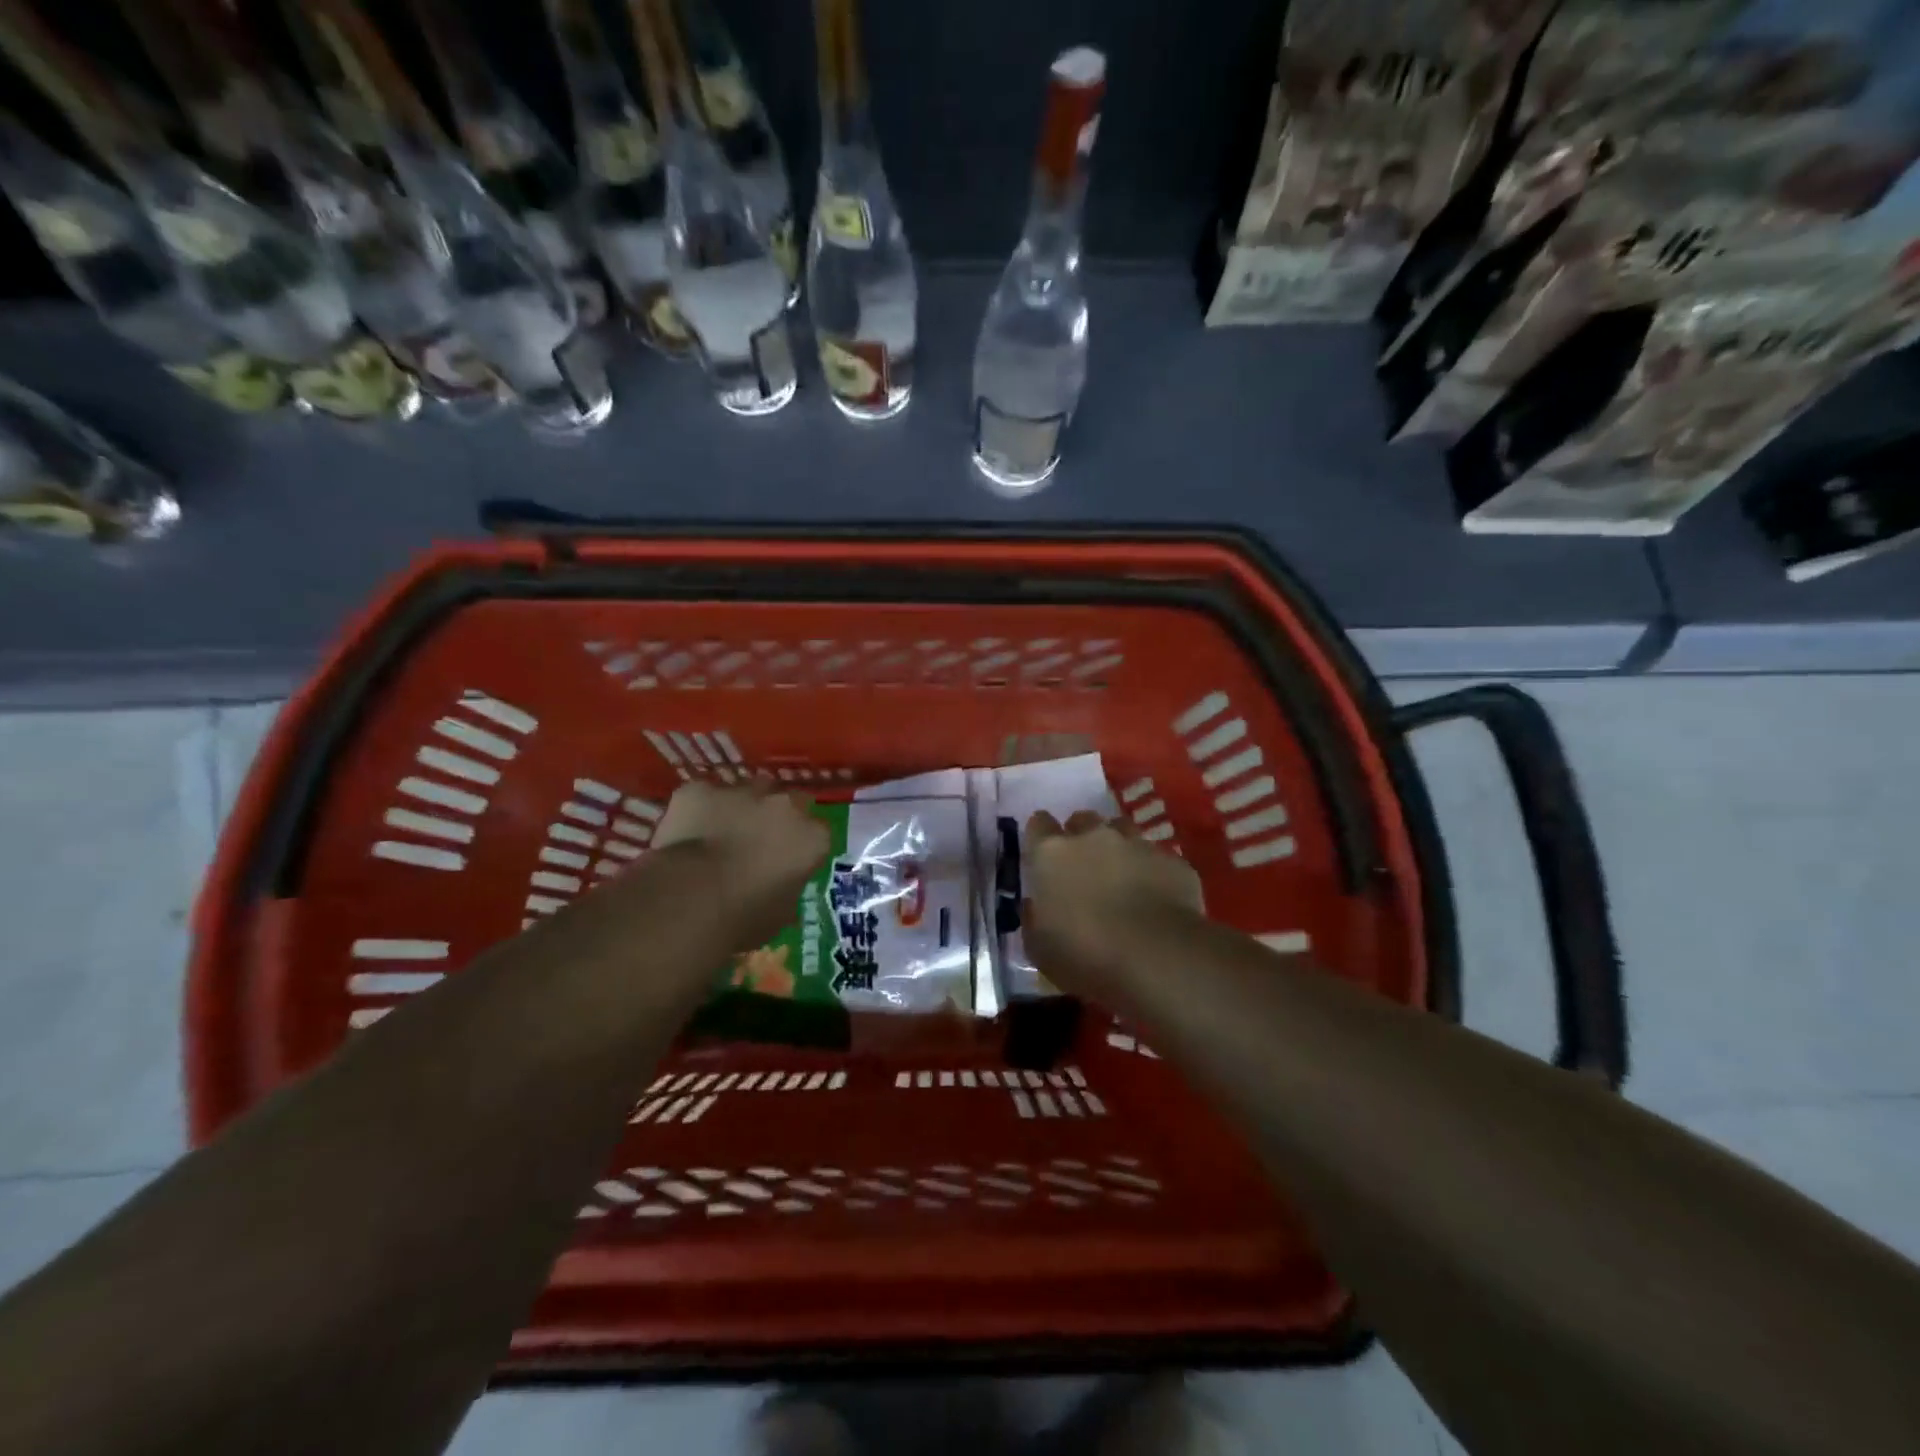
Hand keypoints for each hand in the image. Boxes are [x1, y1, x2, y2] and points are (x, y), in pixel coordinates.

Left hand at [651, 781, 829, 951]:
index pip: (818, 832)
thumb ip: (788, 887)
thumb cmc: (743, 918)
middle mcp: (784, 805)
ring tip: (721, 833)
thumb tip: (780, 886)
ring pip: (748, 791)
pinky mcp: (700, 789)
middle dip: (777, 817)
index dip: (802, 845)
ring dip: (741, 807)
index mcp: (812, 837)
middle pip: (788, 801)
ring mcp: (741, 791)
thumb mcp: (781, 913)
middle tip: (758, 841)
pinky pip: (703, 795)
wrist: (689, 899)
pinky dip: (699, 809)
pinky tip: (688, 831)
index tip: (789, 860)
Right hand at [1022, 810, 1204, 996]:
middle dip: (1081, 837)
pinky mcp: (1172, 861)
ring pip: (1122, 829)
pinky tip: (1156, 898)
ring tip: (1121, 876)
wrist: (1157, 958)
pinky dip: (1152, 871)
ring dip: (1118, 847)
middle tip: (1083, 868)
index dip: (1040, 837)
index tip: (1042, 854)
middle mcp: (1093, 837)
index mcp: (1052, 854)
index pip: (1038, 824)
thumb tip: (1035, 905)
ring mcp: (1136, 844)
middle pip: (1082, 820)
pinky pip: (1157, 858)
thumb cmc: (1085, 955)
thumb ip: (1033, 919)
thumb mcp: (1039, 949)